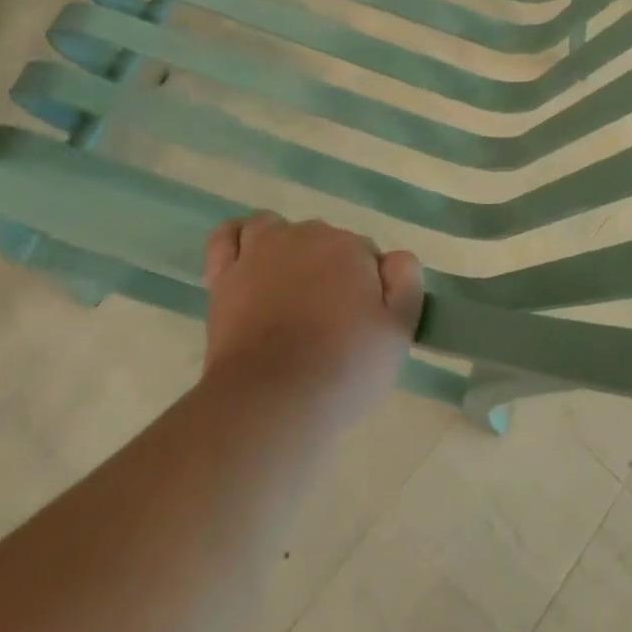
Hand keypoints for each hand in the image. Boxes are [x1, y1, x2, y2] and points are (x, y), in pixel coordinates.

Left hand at [201, 212, 423, 431]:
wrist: (271, 400)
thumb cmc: (343, 368)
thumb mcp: (398, 332)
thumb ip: (406, 283)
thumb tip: (395, 258)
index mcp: (350, 247)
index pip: (366, 255)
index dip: (366, 288)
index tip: (361, 323)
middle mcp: (306, 236)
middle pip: (324, 242)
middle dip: (328, 270)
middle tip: (328, 321)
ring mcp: (260, 252)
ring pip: (278, 230)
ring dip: (286, 250)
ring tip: (289, 289)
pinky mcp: (224, 275)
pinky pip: (228, 237)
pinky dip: (238, 241)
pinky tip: (246, 261)